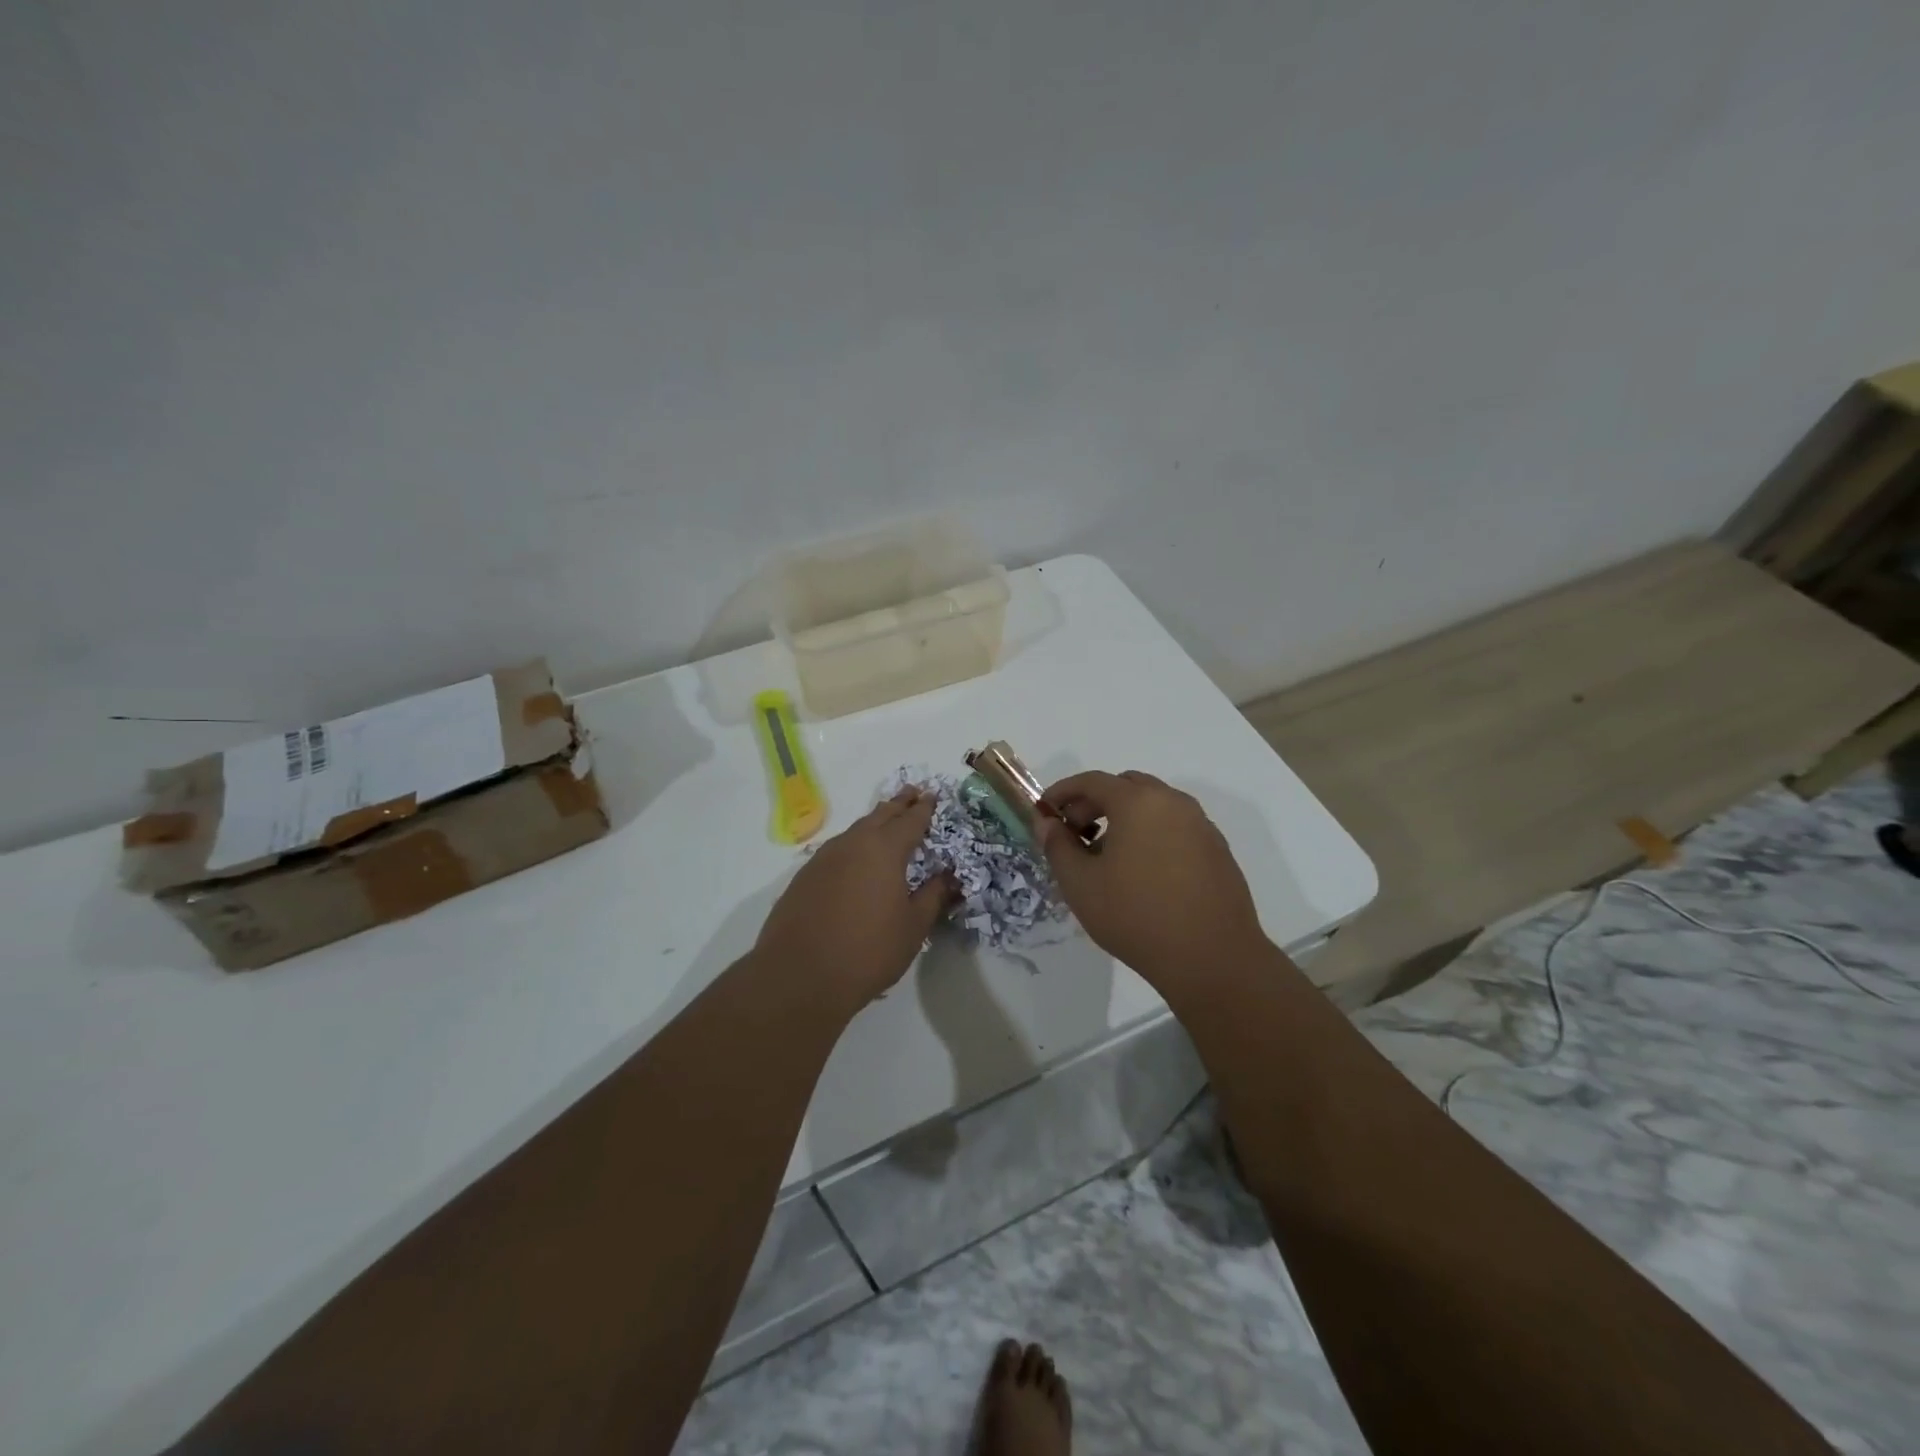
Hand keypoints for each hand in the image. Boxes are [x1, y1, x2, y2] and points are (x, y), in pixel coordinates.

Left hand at [754, 787, 952, 1015]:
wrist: (799, 976)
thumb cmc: (868, 951)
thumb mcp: (913, 927)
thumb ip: (933, 896)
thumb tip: (948, 875)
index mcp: (884, 850)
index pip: (910, 820)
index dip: (924, 808)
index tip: (933, 795)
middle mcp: (853, 844)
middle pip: (880, 815)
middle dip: (898, 804)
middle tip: (912, 792)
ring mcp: (824, 858)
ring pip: (855, 830)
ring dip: (874, 822)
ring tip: (886, 821)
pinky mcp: (804, 876)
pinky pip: (837, 850)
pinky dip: (853, 845)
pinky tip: (855, 859)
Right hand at [1037, 770, 1267, 989]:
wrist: (1212, 958)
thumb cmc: (1136, 916)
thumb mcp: (1080, 884)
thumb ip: (1057, 846)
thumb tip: (1046, 822)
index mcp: (1138, 801)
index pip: (1091, 781)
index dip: (1061, 793)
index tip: (1044, 813)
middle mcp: (1173, 802)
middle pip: (1125, 787)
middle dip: (1094, 803)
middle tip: (1075, 835)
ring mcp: (1200, 825)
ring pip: (1153, 806)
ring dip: (1124, 819)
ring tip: (1107, 858)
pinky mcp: (1217, 850)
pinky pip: (1175, 828)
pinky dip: (1151, 834)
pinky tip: (1142, 874)